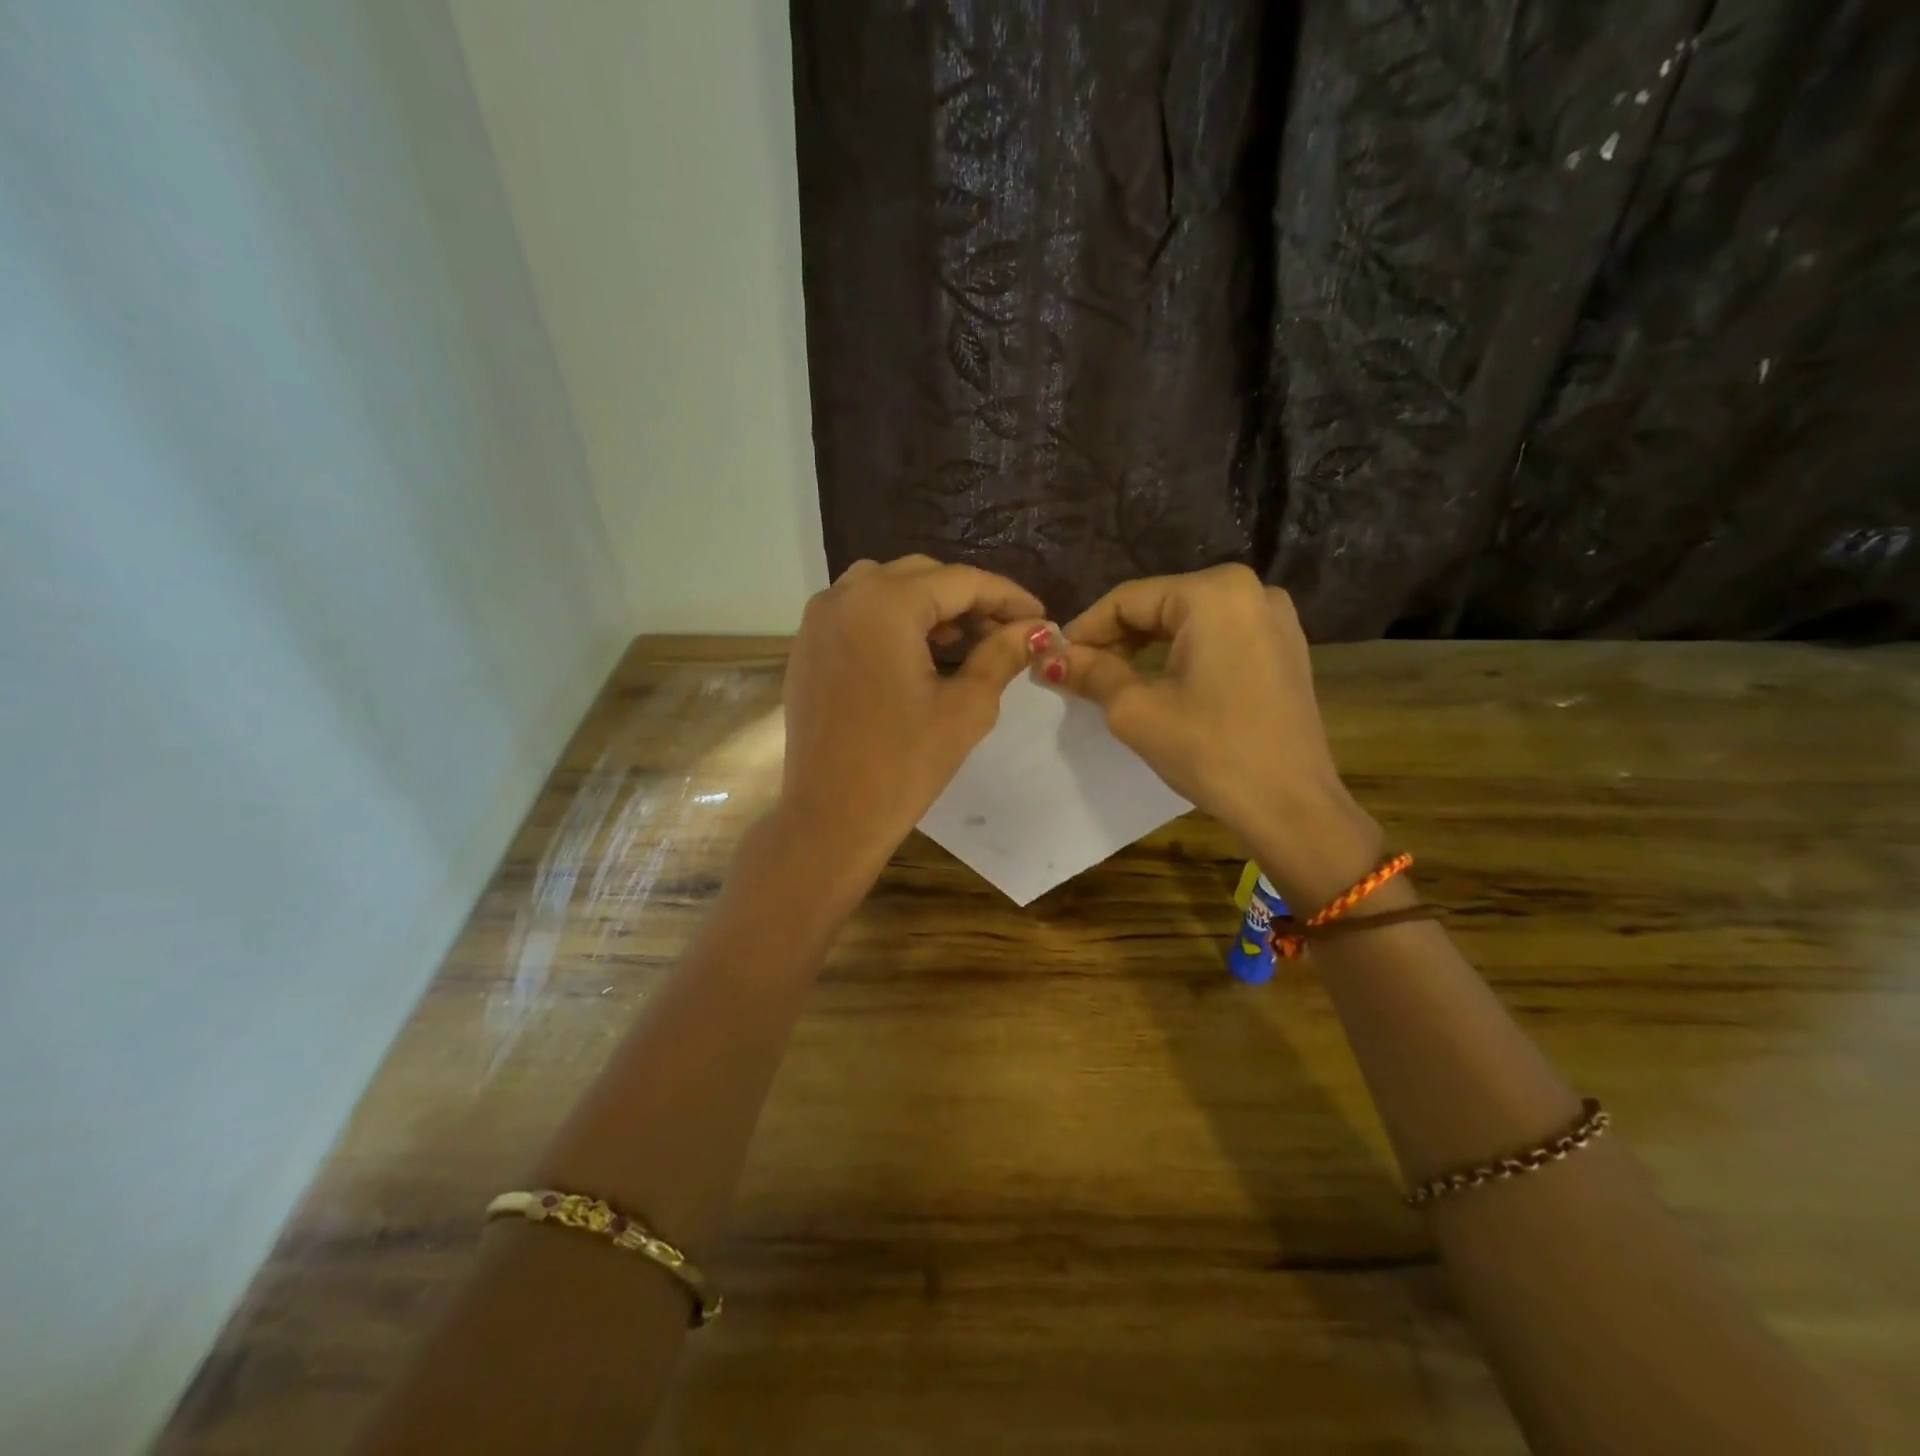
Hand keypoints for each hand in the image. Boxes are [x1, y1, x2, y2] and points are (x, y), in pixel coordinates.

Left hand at [772, 556, 1043, 897]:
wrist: (829, 819)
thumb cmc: (903, 766)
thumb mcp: (965, 709)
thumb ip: (1001, 656)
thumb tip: (1036, 630)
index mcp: (884, 604)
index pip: (960, 581)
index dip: (1007, 596)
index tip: (1041, 617)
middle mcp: (844, 596)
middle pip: (922, 576)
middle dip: (968, 600)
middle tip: (1006, 633)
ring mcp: (817, 620)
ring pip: (886, 588)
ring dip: (929, 606)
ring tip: (964, 643)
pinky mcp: (807, 646)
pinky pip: (858, 612)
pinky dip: (893, 621)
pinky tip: (919, 655)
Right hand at [1035, 564, 1378, 895]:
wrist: (1291, 806)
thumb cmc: (1210, 750)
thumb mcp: (1136, 710)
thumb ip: (1090, 673)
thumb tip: (1048, 657)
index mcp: (1214, 593)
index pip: (1127, 600)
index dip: (1084, 630)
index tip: (1053, 661)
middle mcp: (1250, 590)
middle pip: (1159, 606)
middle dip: (1115, 639)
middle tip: (1078, 675)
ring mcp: (1273, 618)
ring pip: (1187, 622)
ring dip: (1145, 648)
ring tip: (1110, 681)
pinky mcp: (1283, 648)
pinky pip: (1217, 637)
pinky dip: (1181, 655)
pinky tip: (1159, 683)